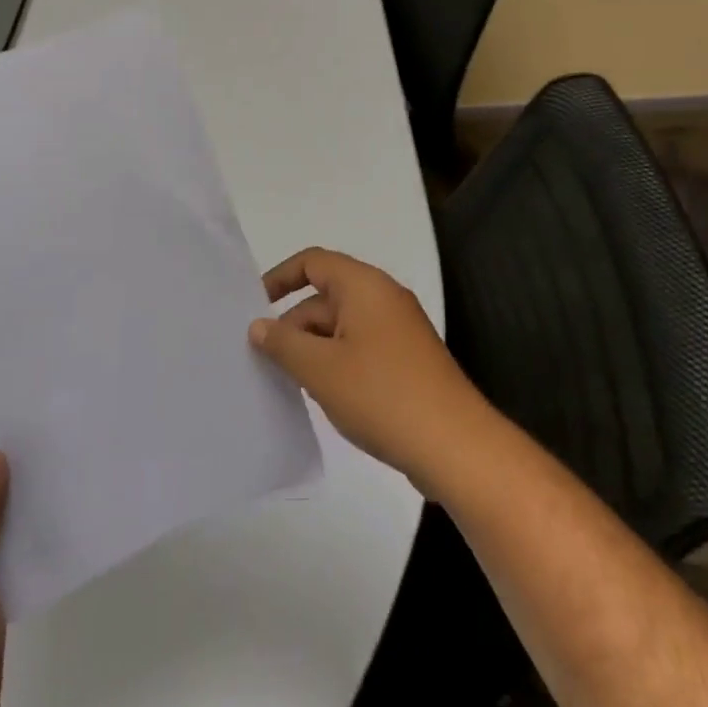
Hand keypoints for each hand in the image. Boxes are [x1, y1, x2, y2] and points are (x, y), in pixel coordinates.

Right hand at [249, 247, 491, 491]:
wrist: (454, 444)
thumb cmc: (382, 394)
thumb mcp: (321, 369)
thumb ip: (284, 343)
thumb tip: (259, 325)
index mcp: (364, 286)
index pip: (314, 262)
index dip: (280, 277)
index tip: (254, 307)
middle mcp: (383, 298)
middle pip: (326, 296)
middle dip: (293, 323)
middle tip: (261, 358)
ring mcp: (398, 330)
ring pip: (342, 326)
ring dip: (312, 347)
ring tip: (285, 381)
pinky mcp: (406, 360)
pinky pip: (360, 347)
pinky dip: (336, 362)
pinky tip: (321, 395)